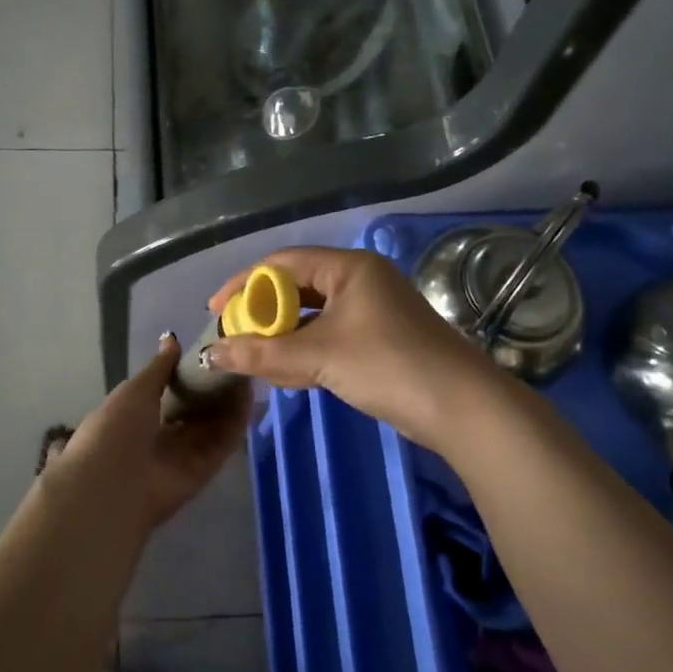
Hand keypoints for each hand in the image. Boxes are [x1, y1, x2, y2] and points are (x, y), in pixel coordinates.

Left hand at [45, 335, 249, 534]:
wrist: (113, 484)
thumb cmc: (116, 429)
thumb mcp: (135, 389)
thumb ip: (159, 367)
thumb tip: (171, 340)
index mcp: (136, 418)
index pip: (168, 395)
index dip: (188, 376)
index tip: (209, 354)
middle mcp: (160, 439)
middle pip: (194, 412)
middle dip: (212, 389)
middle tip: (236, 360)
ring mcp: (183, 456)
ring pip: (212, 426)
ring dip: (229, 401)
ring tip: (248, 370)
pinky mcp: (204, 471)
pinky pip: (222, 443)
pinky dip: (236, 421)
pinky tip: (249, 394)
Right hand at [206, 247, 502, 449]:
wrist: (461, 408)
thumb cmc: (387, 365)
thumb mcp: (318, 356)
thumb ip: (262, 353)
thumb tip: (211, 354)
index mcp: (349, 268)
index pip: (283, 263)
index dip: (244, 284)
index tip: (215, 310)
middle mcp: (360, 281)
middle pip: (297, 288)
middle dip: (263, 314)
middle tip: (234, 336)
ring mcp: (372, 311)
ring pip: (313, 316)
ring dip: (283, 336)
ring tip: (253, 358)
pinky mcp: (379, 340)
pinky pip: (329, 336)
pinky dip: (305, 351)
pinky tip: (285, 372)